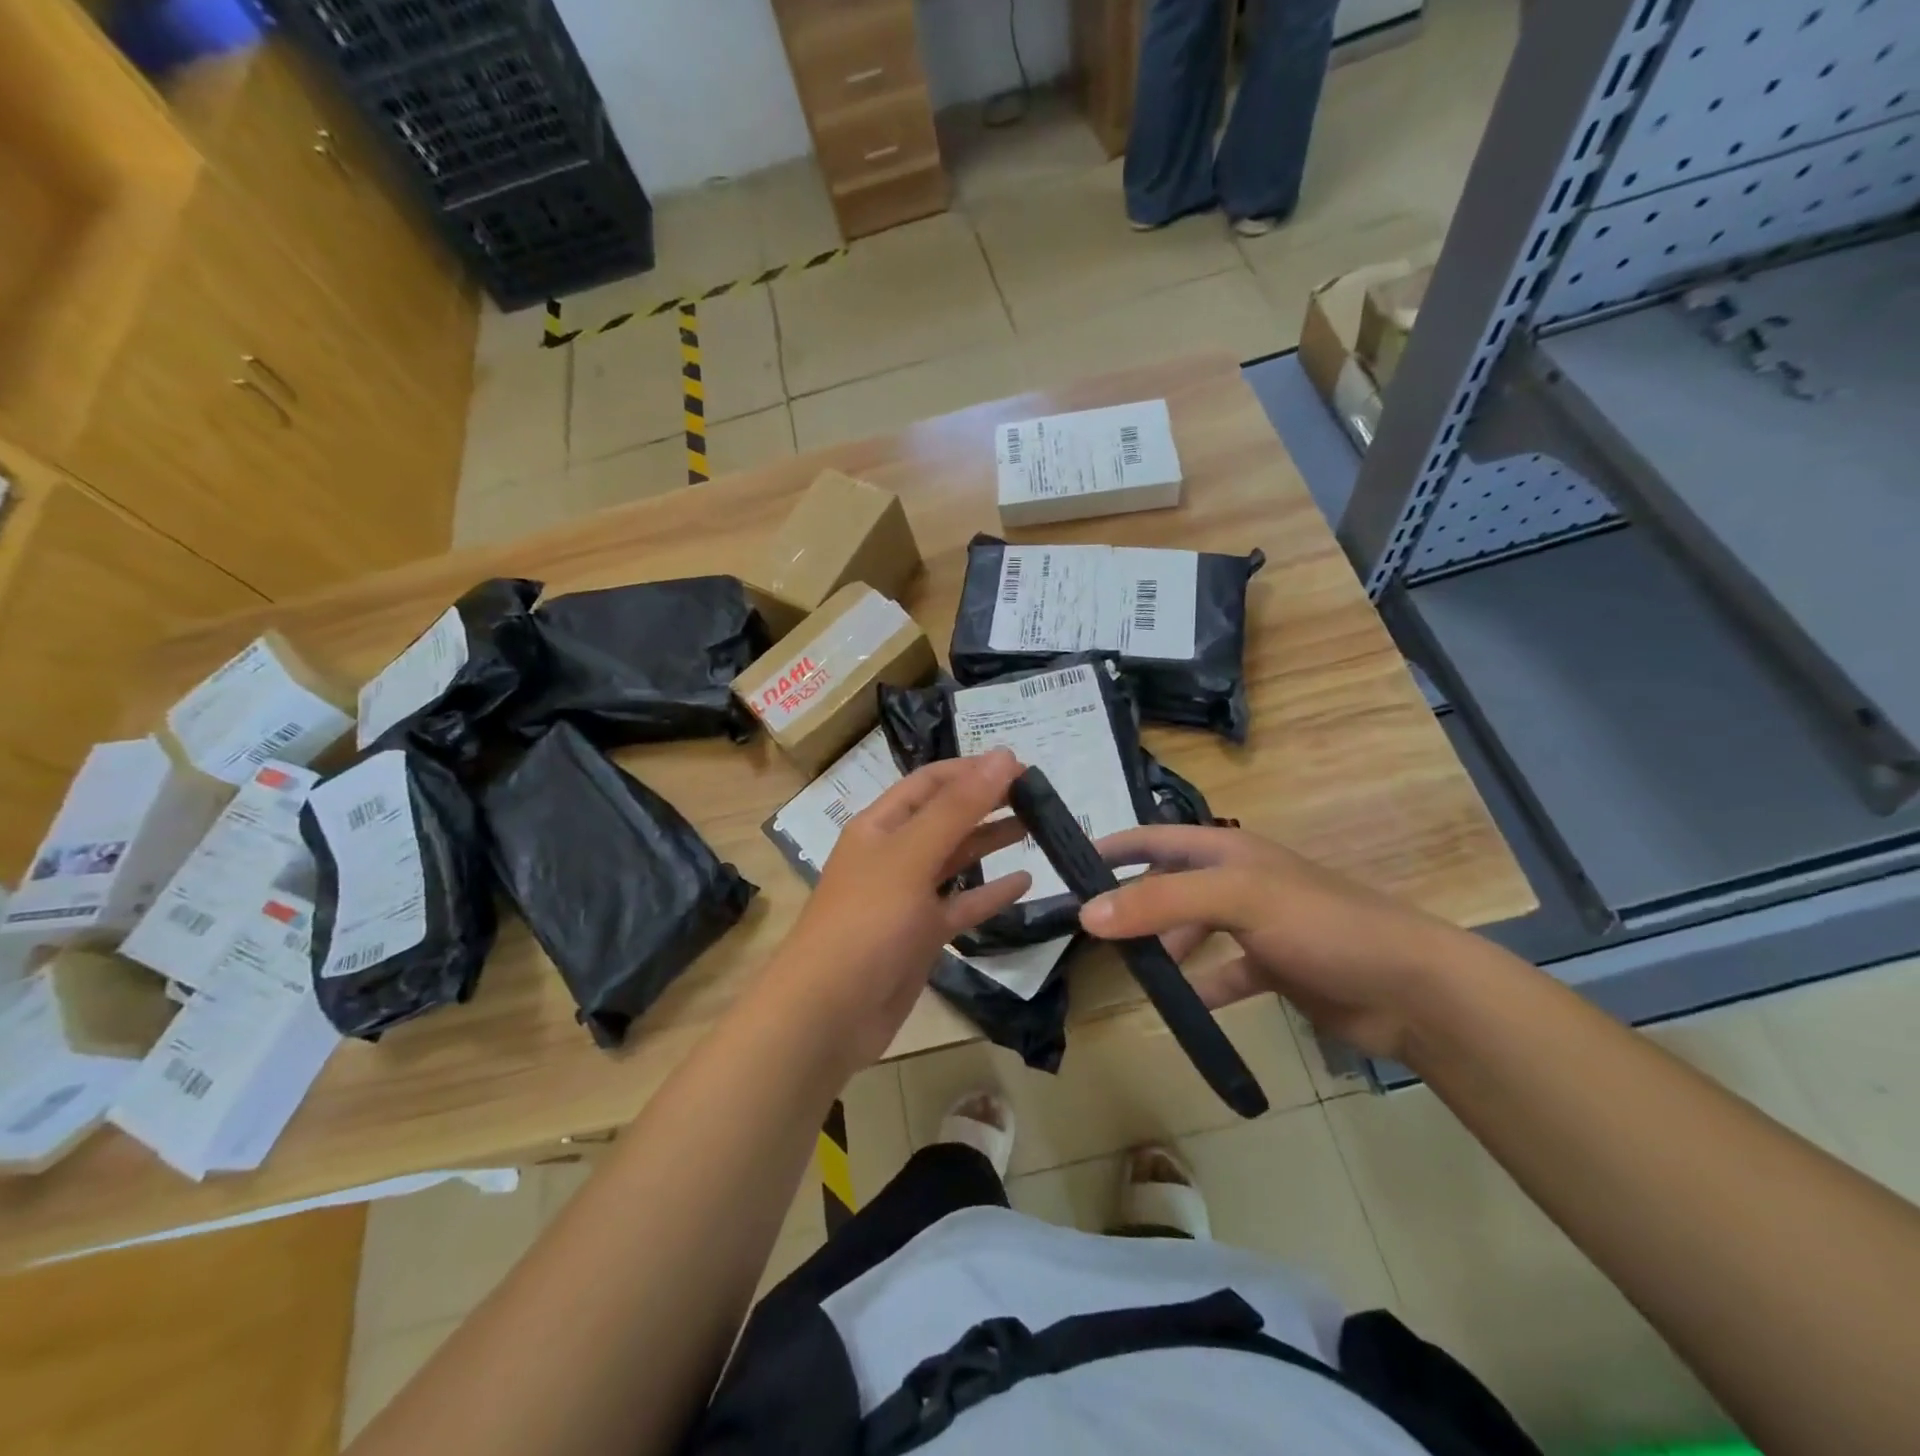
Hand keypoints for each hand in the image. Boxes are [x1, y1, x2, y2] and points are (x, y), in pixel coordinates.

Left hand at [776, 749, 1032, 1067]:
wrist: (830, 1011)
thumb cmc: (868, 921)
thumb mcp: (912, 855)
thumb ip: (959, 807)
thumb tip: (1003, 756)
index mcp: (880, 826)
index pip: (929, 783)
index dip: (971, 770)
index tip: (1020, 766)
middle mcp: (893, 855)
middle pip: (944, 818)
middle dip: (985, 802)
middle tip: (1037, 795)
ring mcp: (907, 897)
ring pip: (955, 860)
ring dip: (991, 841)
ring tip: (1036, 826)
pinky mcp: (921, 936)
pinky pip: (961, 905)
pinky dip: (990, 893)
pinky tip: (1025, 882)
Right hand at [1080, 824, 1479, 1060]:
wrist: (1410, 988)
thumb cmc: (1320, 923)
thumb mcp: (1236, 900)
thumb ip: (1160, 902)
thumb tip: (1087, 914)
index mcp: (1228, 850)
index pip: (1156, 837)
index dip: (1115, 846)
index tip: (1068, 864)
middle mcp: (1238, 881)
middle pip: (1169, 885)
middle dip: (1132, 903)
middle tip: (1089, 931)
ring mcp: (1258, 925)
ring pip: (1192, 931)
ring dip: (1162, 948)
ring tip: (1126, 971)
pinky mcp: (1275, 967)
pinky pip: (1222, 974)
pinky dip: (1200, 987)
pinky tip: (1178, 1007)